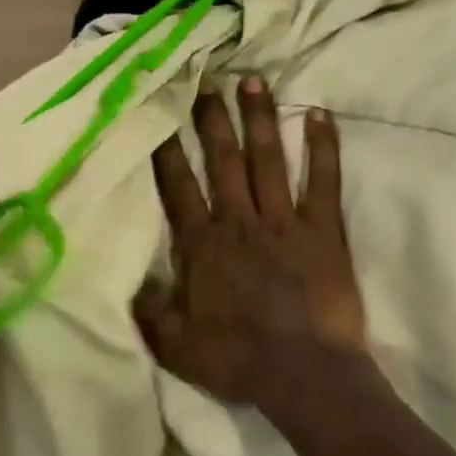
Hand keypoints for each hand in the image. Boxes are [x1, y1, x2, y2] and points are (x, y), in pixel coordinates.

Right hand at [133, 77, 364, 411]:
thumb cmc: (236, 358)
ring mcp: (283, 222)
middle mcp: (238, 221)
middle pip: (222, 160)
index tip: (159, 115)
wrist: (302, 374)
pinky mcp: (322, 231)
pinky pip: (322, 181)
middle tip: (205, 80)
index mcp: (202, 245)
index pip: (178, 187)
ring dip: (258, 119)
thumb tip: (132, 279)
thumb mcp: (174, 344)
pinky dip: (323, 147)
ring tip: (252, 81)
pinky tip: (319, 114)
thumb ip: (150, 308)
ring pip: (266, 159)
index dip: (167, 150)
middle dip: (211, 119)